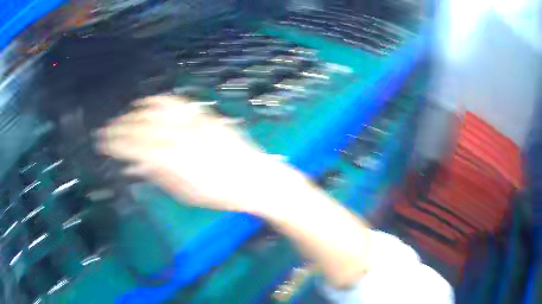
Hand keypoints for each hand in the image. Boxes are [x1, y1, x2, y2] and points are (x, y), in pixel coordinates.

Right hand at [97, 95, 304, 214]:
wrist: (256, 178)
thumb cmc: (222, 194)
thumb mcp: (186, 193)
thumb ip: (158, 175)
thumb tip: (134, 165)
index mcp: (174, 159)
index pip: (135, 146)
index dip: (115, 143)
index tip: (102, 142)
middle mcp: (182, 134)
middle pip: (142, 125)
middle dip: (120, 127)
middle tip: (108, 131)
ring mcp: (195, 121)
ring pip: (157, 107)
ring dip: (137, 111)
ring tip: (126, 117)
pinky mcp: (206, 115)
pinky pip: (177, 102)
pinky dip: (159, 102)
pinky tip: (150, 105)